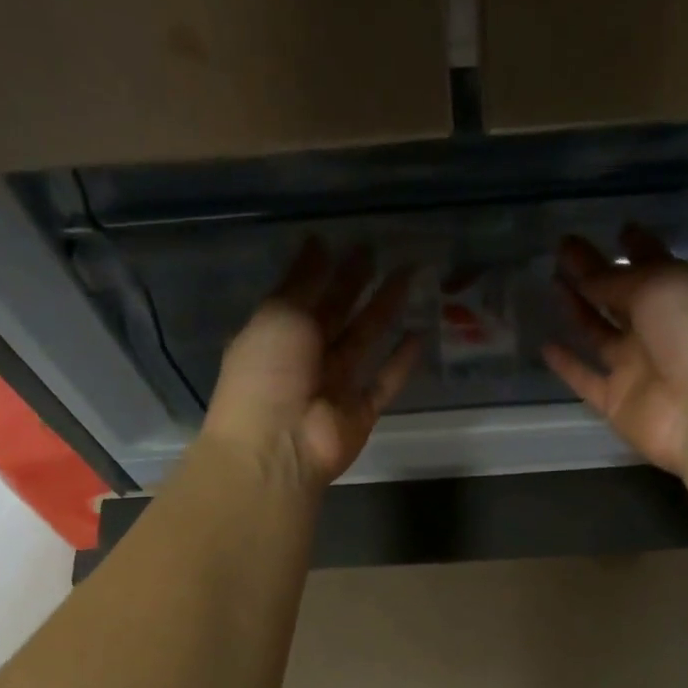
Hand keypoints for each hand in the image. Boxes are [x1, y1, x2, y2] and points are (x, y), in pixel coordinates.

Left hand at [204, 239, 420, 487]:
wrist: (278, 446)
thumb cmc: (267, 374)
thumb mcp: (279, 315)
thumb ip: (302, 281)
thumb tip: (318, 241)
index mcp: (278, 333)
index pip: (305, 294)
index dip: (327, 269)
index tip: (351, 242)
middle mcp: (306, 358)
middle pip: (337, 314)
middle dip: (358, 284)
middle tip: (384, 253)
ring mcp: (335, 387)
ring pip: (365, 341)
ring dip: (385, 311)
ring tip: (410, 278)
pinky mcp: (361, 412)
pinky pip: (384, 383)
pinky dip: (401, 362)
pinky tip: (420, 334)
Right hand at [543, 225, 687, 476]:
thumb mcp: (660, 288)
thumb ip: (617, 281)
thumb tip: (586, 278)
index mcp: (683, 295)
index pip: (655, 264)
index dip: (637, 247)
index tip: (617, 229)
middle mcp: (660, 329)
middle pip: (621, 296)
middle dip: (596, 272)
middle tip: (564, 249)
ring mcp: (637, 367)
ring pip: (600, 333)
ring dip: (578, 309)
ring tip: (551, 282)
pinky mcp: (616, 401)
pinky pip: (585, 379)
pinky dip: (566, 365)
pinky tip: (545, 344)